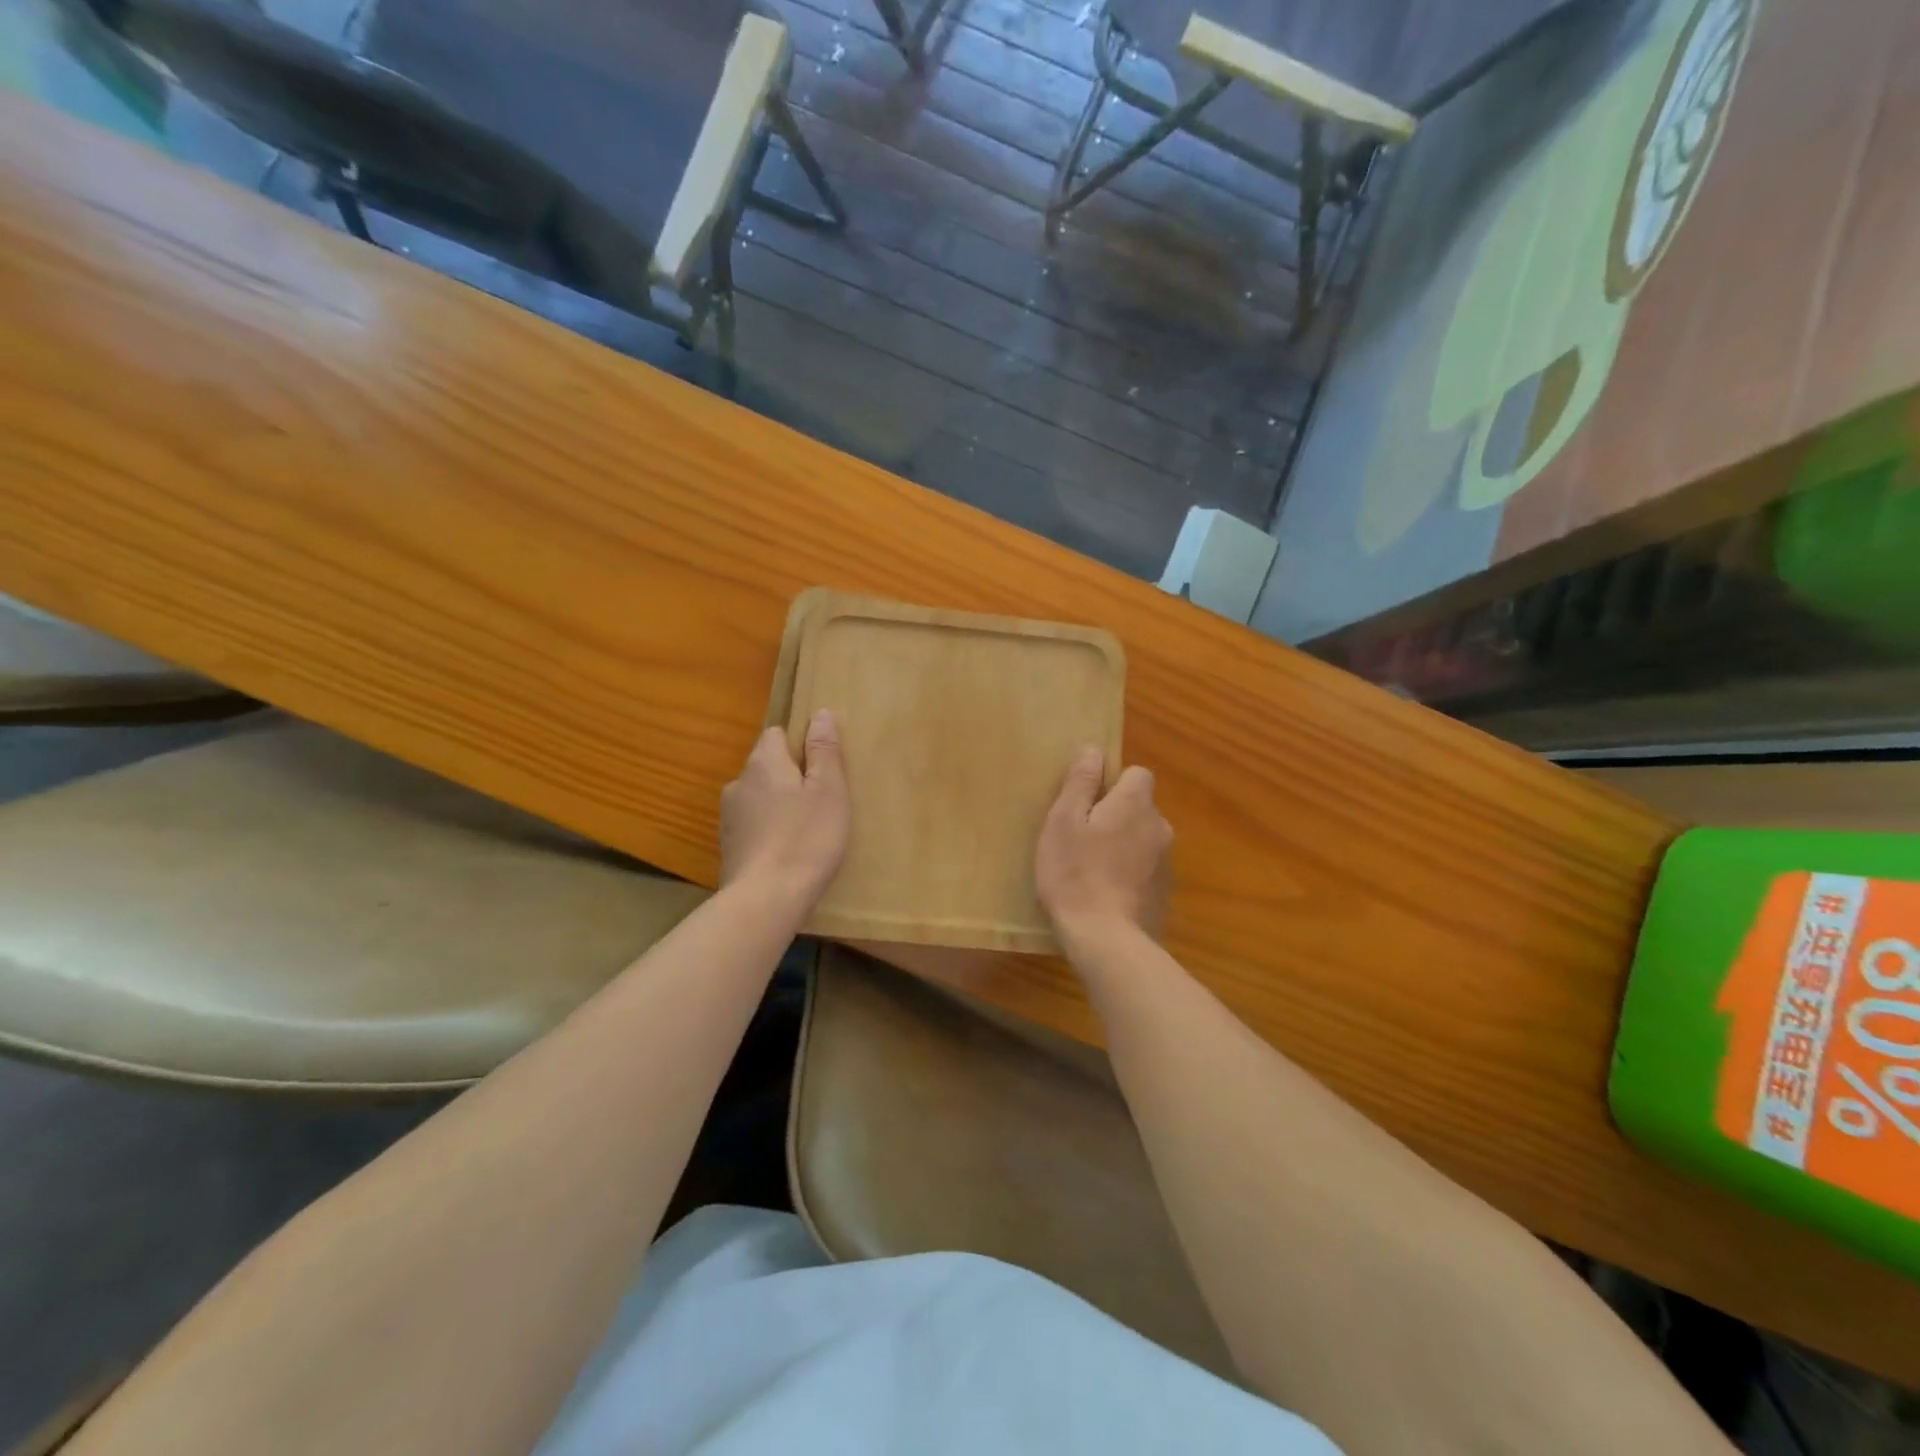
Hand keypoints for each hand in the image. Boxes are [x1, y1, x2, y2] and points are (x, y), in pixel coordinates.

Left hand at [720, 711, 850, 910]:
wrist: (765, 900)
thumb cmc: (806, 838)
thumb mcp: (828, 790)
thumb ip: (824, 750)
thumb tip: (820, 713)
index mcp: (763, 762)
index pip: (776, 734)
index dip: (800, 744)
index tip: (822, 766)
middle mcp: (739, 782)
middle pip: (767, 766)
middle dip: (790, 776)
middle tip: (821, 800)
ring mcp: (728, 817)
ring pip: (759, 797)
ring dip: (778, 805)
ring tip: (805, 829)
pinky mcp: (728, 846)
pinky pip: (753, 825)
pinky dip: (768, 830)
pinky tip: (787, 851)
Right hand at [1035, 746, 1171, 944]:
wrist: (1108, 941)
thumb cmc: (1075, 874)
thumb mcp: (1063, 822)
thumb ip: (1080, 783)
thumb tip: (1093, 750)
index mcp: (1136, 804)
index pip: (1137, 773)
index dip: (1113, 782)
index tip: (1087, 803)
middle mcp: (1160, 826)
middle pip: (1140, 807)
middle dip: (1116, 815)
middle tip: (1081, 839)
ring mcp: (1167, 863)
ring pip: (1143, 839)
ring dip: (1124, 846)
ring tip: (1092, 870)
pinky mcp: (1166, 894)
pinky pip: (1146, 870)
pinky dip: (1131, 875)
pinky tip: (1107, 895)